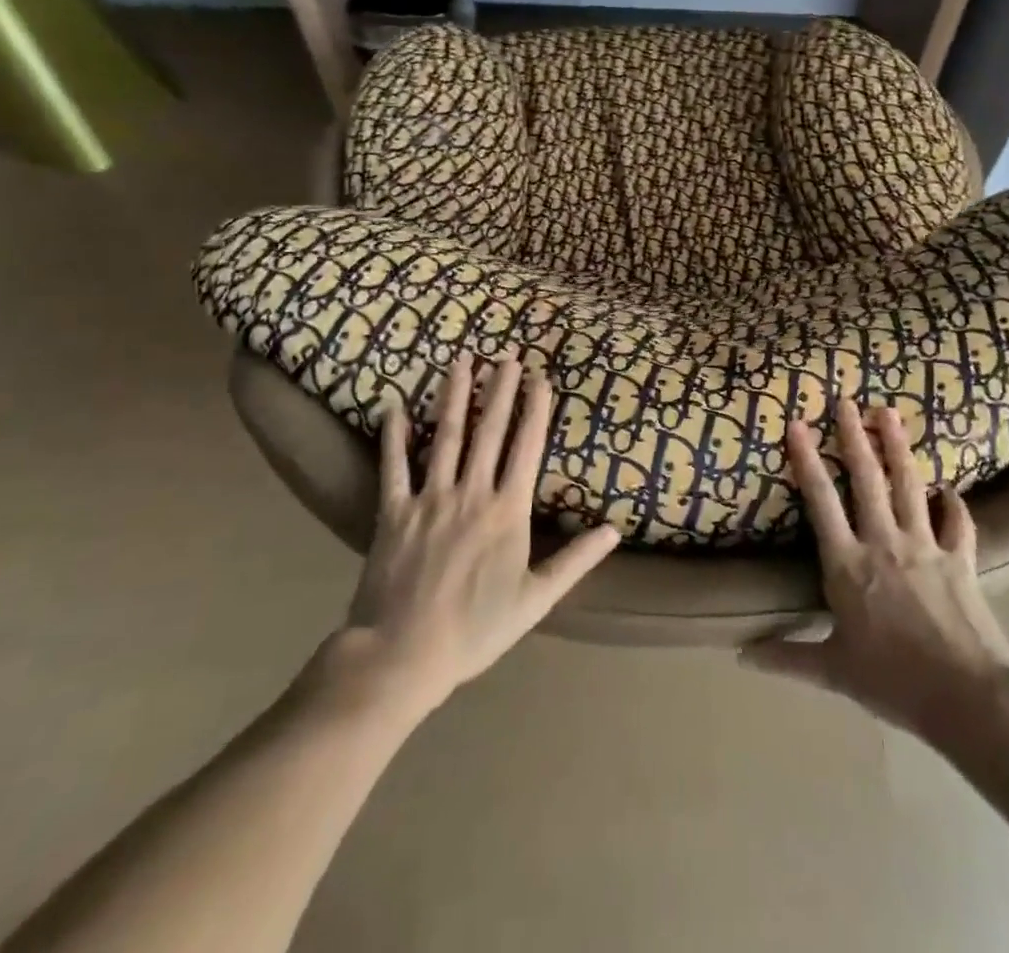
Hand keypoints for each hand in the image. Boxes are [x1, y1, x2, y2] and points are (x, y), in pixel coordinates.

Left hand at [335, 354, 619, 711]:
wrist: (403, 655)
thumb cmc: (476, 629)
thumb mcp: (537, 599)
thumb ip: (576, 560)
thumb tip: (615, 530)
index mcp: (507, 510)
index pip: (526, 447)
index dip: (534, 409)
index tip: (539, 377)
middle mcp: (471, 492)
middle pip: (489, 430)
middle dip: (500, 389)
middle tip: (507, 354)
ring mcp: (430, 498)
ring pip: (445, 435)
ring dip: (455, 395)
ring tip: (462, 361)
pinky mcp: (394, 511)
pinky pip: (393, 466)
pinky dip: (393, 435)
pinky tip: (394, 406)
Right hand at [741, 400, 1008, 738]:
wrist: (967, 696)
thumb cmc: (893, 681)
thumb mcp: (833, 671)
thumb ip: (787, 658)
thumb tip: (741, 656)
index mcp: (847, 564)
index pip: (821, 502)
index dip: (806, 460)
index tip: (797, 424)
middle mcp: (883, 542)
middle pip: (867, 479)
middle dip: (854, 436)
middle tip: (847, 401)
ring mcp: (925, 546)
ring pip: (909, 485)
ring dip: (898, 447)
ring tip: (889, 413)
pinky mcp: (960, 559)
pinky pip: (958, 523)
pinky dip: (954, 505)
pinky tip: (949, 490)